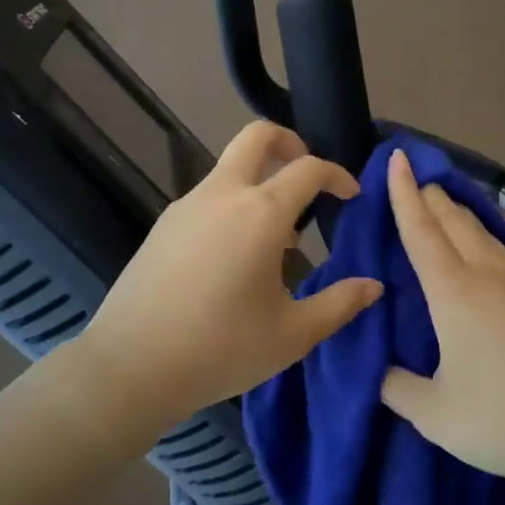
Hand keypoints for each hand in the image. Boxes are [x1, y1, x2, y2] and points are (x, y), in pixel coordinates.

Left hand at [79, 121, 383, 436]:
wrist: (130, 367)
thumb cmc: (221, 349)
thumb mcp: (292, 334)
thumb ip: (340, 304)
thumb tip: (374, 286)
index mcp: (261, 213)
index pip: (309, 169)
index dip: (337, 175)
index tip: (351, 196)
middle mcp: (223, 195)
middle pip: (256, 137)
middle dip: (289, 142)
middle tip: (308, 175)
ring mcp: (187, 206)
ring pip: (229, 168)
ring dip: (260, 180)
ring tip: (278, 236)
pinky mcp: (164, 225)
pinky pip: (209, 197)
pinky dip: (233, 204)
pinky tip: (236, 255)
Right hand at [378, 147, 504, 486]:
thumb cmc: (502, 418)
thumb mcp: (435, 414)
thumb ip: (398, 389)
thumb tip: (380, 374)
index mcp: (454, 291)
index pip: (421, 229)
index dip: (404, 192)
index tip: (398, 158)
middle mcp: (489, 274)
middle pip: (455, 220)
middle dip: (432, 196)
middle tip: (418, 182)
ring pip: (486, 235)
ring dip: (461, 218)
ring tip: (448, 212)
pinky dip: (488, 245)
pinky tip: (491, 263)